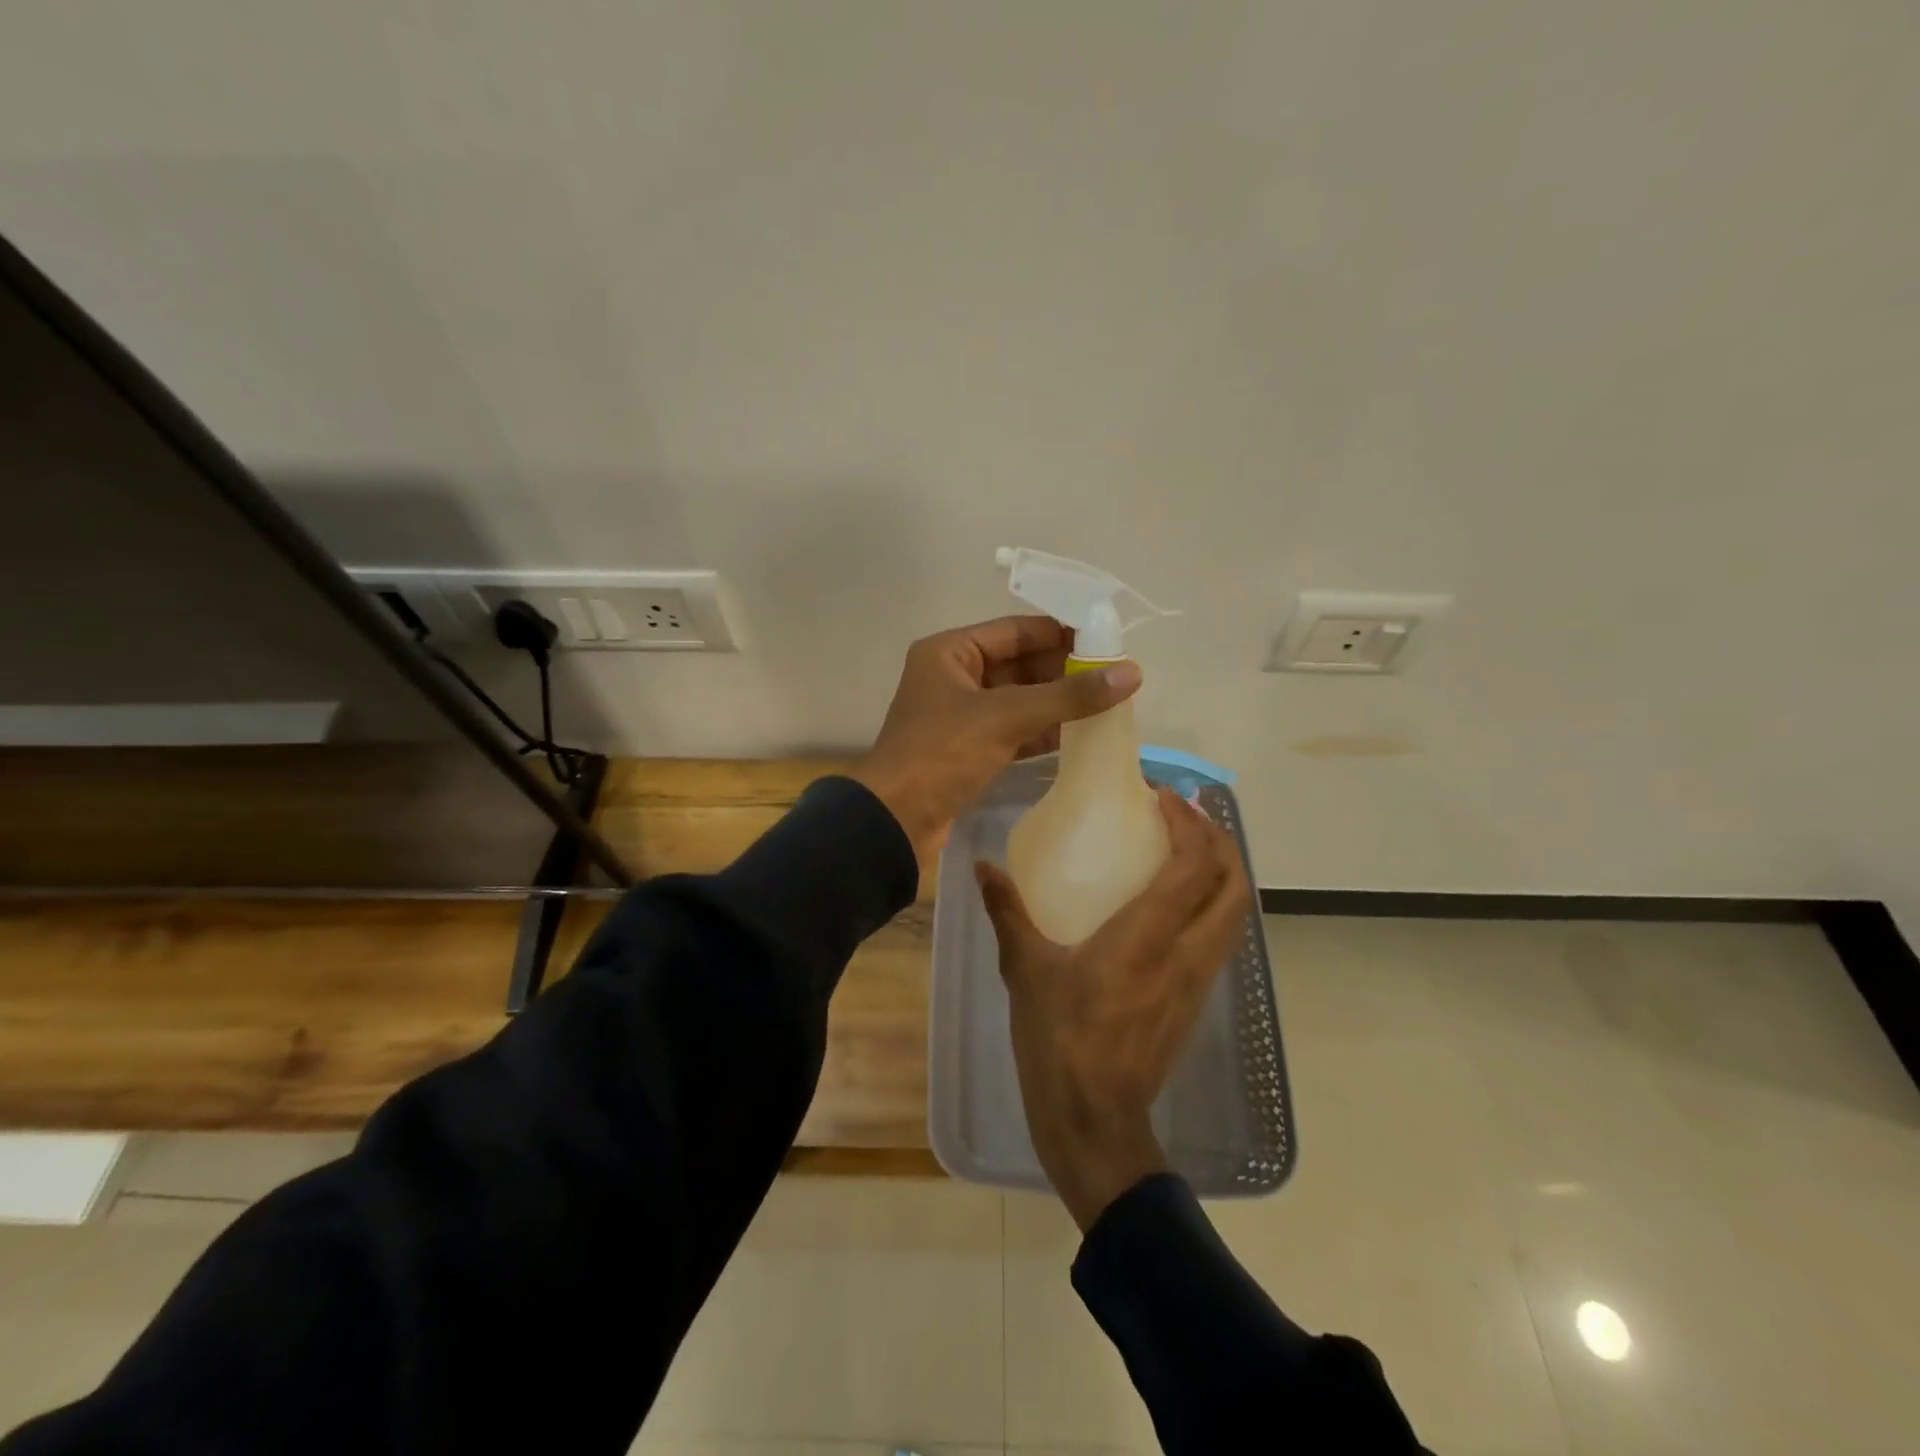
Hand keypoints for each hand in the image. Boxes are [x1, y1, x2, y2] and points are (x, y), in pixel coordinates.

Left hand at [852, 615, 1140, 861]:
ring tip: (1110, 701)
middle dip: (1064, 670)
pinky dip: (1044, 731)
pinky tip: (1082, 734)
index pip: (1016, 631)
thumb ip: (1067, 695)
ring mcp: (962, 715)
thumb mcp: (1006, 716)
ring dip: (1059, 702)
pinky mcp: (970, 749)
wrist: (895, 820)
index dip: (1061, 632)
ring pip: (1020, 700)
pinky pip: (1015, 730)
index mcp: (950, 652)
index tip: (1108, 637)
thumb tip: (1131, 673)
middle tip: (1116, 674)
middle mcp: (954, 676)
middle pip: (1020, 664)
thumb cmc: (942, 753)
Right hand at [976, 789, 1251, 1229]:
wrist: (1096, 1123)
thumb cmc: (1059, 1042)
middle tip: (1186, 815)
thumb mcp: (1025, 971)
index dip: (1189, 823)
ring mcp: (1197, 980)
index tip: (1162, 797)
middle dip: (1219, 840)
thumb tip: (982, 867)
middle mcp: (1185, 953)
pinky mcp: (1194, 1000)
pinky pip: (1221, 937)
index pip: (1193, 866)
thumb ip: (1007, 913)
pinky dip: (1213, 903)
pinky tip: (1177, 901)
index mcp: (1147, 939)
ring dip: (1222, 871)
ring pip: (1235, 912)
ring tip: (1187, 848)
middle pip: (1234, 884)